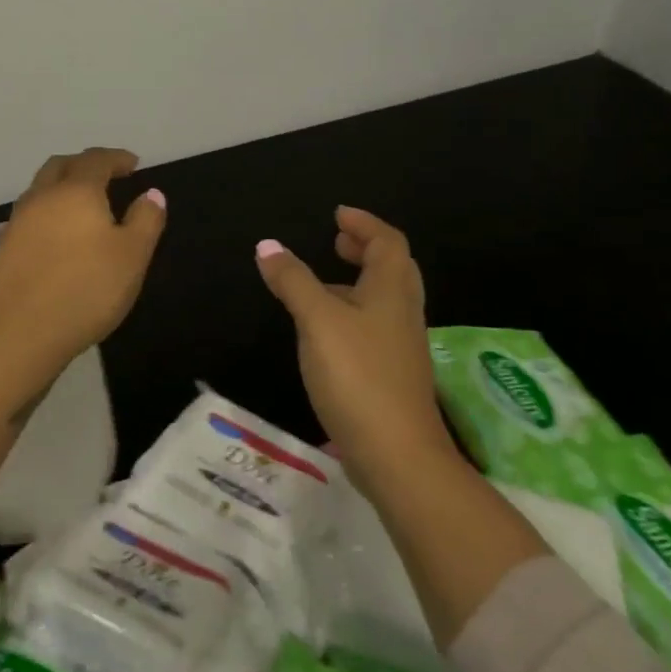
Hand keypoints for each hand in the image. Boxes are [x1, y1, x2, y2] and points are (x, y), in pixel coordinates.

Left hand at [0, 148, 166, 388]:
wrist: (20, 331)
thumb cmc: (87, 290)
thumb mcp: (132, 256)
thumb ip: (145, 221)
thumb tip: (151, 193)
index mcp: (76, 192)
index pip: (96, 160)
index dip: (116, 158)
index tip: (133, 163)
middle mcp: (42, 197)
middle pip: (60, 166)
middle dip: (83, 164)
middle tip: (104, 174)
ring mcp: (17, 222)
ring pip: (38, 190)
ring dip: (59, 187)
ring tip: (77, 203)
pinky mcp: (3, 247)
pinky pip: (24, 218)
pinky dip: (41, 215)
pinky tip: (44, 231)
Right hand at [255, 207, 450, 473]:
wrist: (398, 457)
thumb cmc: (358, 375)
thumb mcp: (317, 320)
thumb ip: (292, 280)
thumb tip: (268, 245)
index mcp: (391, 292)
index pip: (388, 242)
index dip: (364, 224)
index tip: (338, 215)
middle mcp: (402, 314)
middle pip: (393, 269)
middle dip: (366, 249)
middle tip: (337, 240)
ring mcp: (400, 347)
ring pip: (384, 300)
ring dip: (358, 281)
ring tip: (323, 281)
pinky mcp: (391, 375)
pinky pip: (375, 327)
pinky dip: (353, 312)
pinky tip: (326, 330)